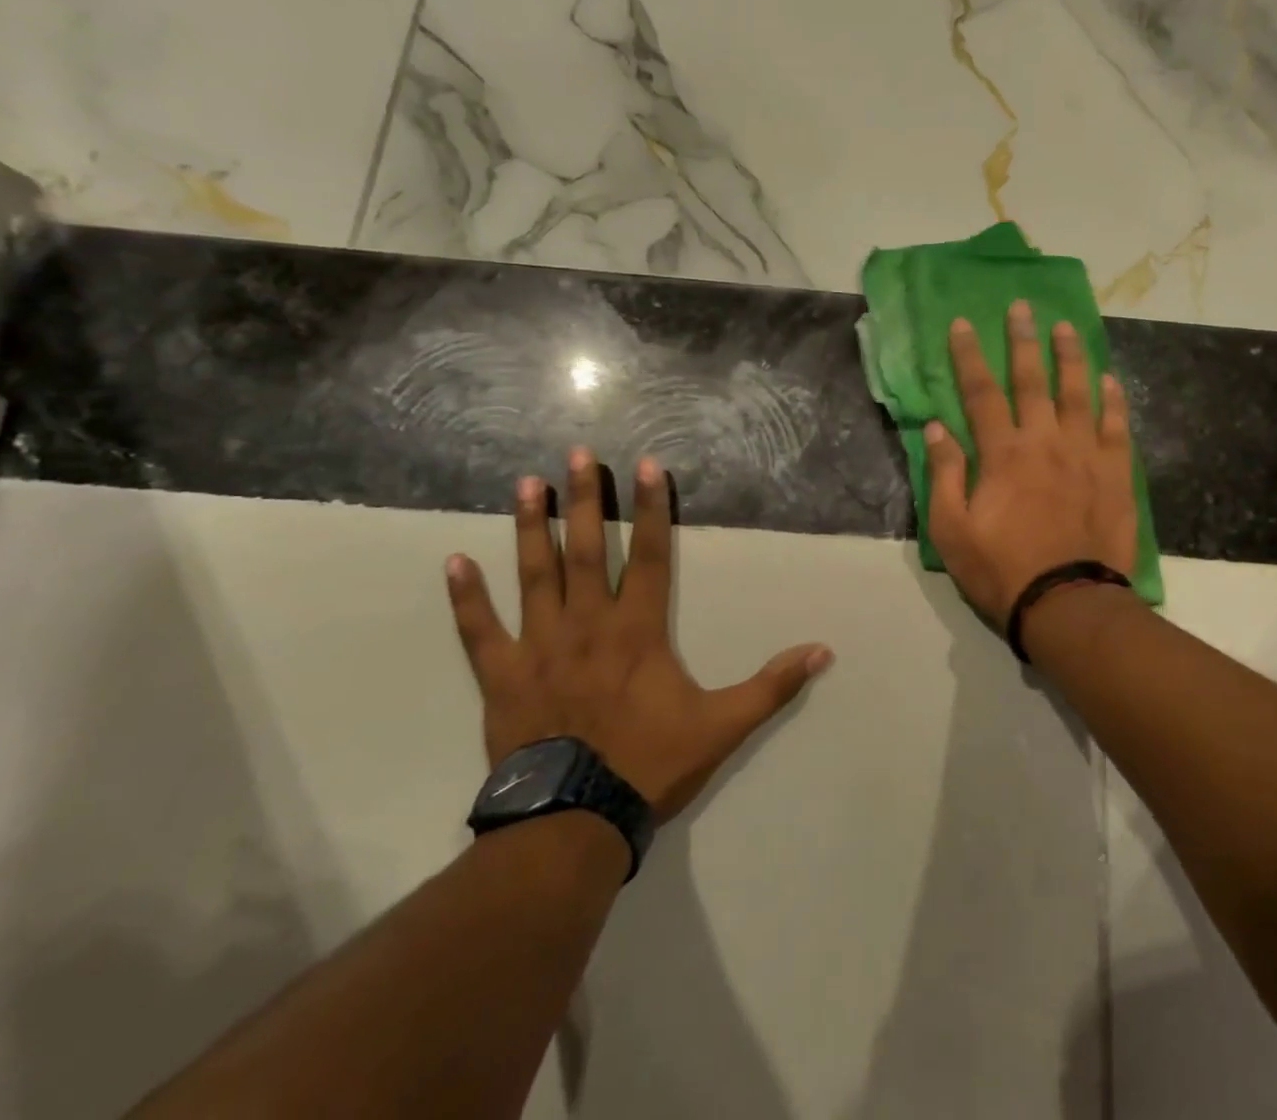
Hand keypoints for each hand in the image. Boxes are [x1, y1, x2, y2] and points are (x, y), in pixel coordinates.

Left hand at [445, 449, 833, 820]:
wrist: (574, 822)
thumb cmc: (649, 765)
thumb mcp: (723, 726)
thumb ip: (772, 686)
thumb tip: (823, 651)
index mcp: (639, 630)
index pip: (653, 555)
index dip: (653, 508)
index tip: (647, 465)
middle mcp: (589, 624)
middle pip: (588, 550)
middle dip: (586, 500)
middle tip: (576, 455)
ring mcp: (541, 647)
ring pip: (535, 576)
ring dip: (531, 528)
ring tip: (526, 485)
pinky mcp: (503, 676)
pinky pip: (480, 631)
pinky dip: (466, 598)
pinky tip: (453, 561)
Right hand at [925, 302, 1138, 626]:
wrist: (1067, 603)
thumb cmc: (1001, 569)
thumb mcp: (952, 530)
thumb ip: (945, 474)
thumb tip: (937, 428)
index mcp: (1003, 453)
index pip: (980, 392)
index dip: (969, 355)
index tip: (962, 324)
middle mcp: (1045, 441)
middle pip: (1032, 380)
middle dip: (1023, 340)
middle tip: (1022, 307)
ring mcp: (1085, 454)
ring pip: (1078, 393)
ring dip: (1070, 357)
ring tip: (1065, 327)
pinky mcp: (1116, 474)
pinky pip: (1116, 427)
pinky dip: (1113, 401)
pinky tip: (1110, 380)